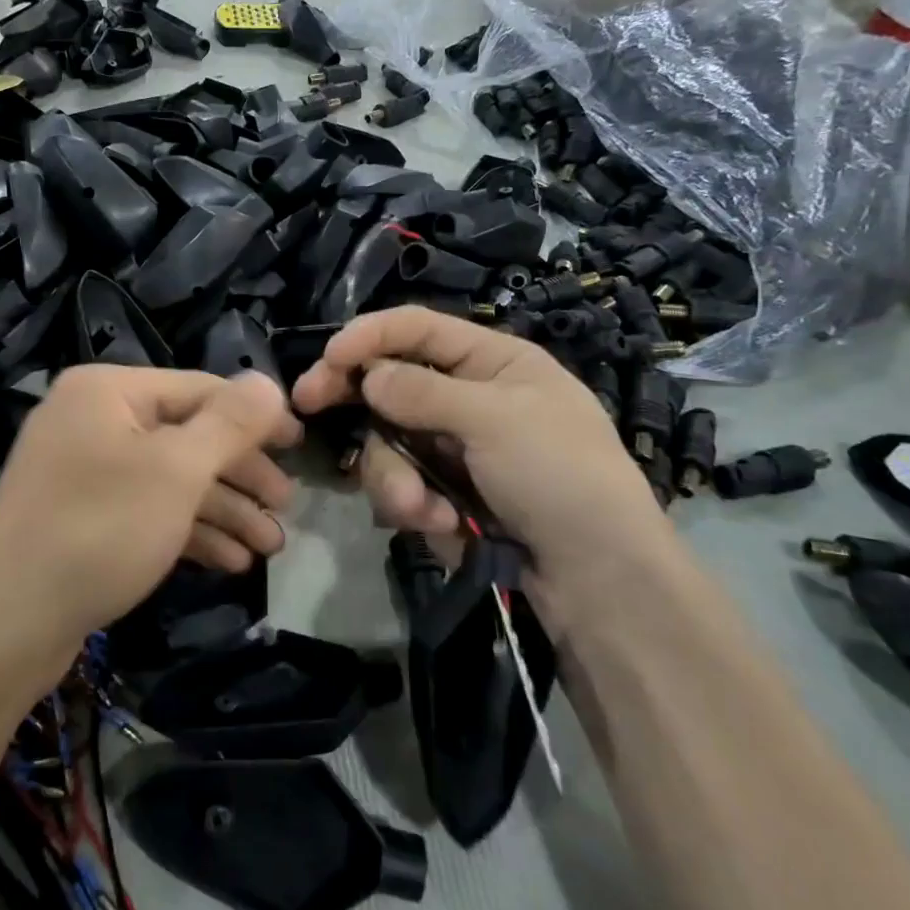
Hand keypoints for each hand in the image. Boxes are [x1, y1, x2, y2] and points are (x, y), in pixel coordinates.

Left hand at [0, 366, 299, 679]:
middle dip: (240, 474)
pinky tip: (230, 562)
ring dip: (222, 510)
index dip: (255, 416)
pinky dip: (187, 530)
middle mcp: (93, 419)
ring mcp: (83, 470)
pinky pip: (145, 509)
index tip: (301, 445)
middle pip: (186, 435)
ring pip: (169, 479)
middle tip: (287, 508)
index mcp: (108, 390)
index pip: (200, 389)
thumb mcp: (176, 471)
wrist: (4, 625)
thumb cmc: (99, 530)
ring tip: (269, 547)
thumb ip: (229, 423)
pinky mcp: (81, 516)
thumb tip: (269, 383)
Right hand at [291, 307, 672, 584]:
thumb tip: (367, 376)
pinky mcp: (445, 493)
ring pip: (389, 441)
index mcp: (494, 361)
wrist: (602, 581)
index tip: (328, 358)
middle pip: (390, 382)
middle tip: (306, 403)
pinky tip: (445, 526)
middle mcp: (468, 398)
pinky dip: (414, 505)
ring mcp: (454, 448)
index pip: (418, 329)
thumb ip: (422, 393)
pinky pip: (403, 484)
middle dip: (355, 400)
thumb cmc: (561, 476)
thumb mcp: (495, 421)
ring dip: (395, 476)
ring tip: (420, 510)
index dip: (370, 336)